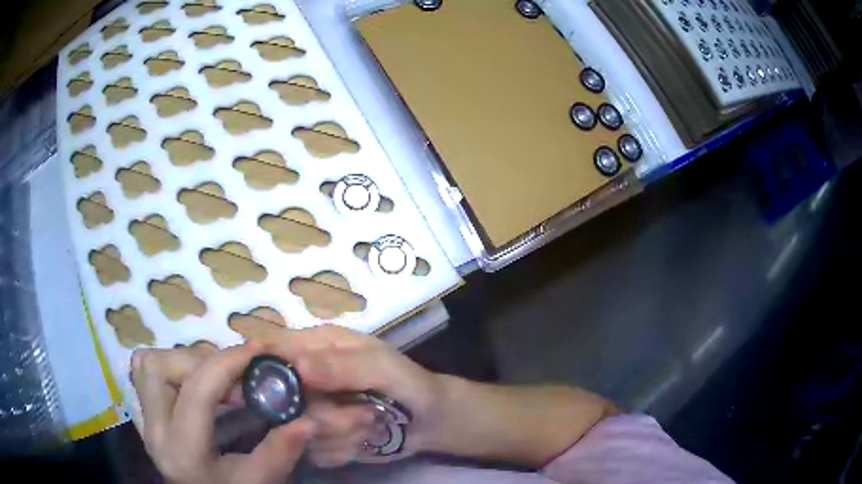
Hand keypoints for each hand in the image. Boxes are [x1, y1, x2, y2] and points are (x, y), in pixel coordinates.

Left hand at [131, 342, 312, 483]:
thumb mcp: (259, 482)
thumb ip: (280, 452)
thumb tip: (307, 419)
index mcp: (182, 450)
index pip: (197, 392)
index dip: (229, 363)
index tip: (259, 350)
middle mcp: (153, 429)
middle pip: (162, 368)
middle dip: (202, 362)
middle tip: (234, 377)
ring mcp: (143, 420)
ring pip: (149, 363)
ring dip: (184, 361)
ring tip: (215, 379)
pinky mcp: (143, 412)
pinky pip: (144, 370)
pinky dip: (169, 365)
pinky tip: (193, 381)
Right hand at [264, 325, 444, 467]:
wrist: (428, 421)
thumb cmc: (407, 382)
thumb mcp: (381, 366)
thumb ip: (342, 365)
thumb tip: (297, 366)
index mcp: (316, 346)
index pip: (272, 348)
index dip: (261, 364)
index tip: (269, 387)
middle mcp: (306, 378)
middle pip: (282, 401)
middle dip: (327, 416)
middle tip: (363, 415)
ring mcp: (310, 411)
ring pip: (299, 432)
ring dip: (343, 433)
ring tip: (372, 421)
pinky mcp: (319, 440)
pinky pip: (316, 452)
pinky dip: (345, 450)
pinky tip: (366, 439)